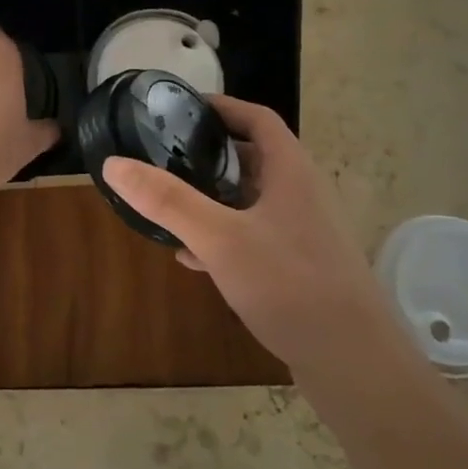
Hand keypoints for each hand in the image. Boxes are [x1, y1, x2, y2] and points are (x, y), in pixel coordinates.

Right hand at [101, 96, 408, 378]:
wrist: (353, 361)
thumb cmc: (290, 284)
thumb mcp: (220, 238)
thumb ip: (167, 200)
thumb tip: (114, 163)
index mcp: (290, 172)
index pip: (257, 119)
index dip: (222, 107)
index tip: (180, 108)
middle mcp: (300, 194)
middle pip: (251, 158)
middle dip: (207, 154)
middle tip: (163, 155)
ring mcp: (301, 233)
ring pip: (249, 200)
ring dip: (212, 198)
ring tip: (168, 203)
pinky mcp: (297, 267)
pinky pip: (253, 237)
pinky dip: (222, 237)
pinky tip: (192, 257)